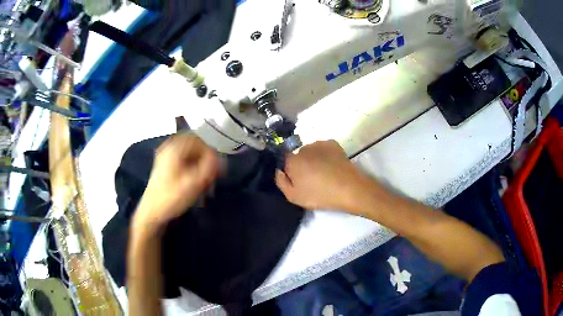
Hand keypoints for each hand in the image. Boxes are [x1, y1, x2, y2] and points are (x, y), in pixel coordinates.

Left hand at [133, 134, 218, 229]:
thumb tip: (220, 158)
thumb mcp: (194, 182)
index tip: (217, 167)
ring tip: (206, 183)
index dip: (211, 151)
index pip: (199, 139)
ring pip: (190, 156)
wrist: (151, 213)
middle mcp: (169, 148)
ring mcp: (166, 158)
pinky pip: (184, 163)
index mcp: (174, 148)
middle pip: (194, 147)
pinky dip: (193, 171)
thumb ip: (209, 167)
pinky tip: (197, 185)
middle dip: (206, 160)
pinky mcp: (165, 168)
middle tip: (213, 176)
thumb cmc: (172, 197)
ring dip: (200, 167)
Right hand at [275, 140, 373, 212]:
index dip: (289, 170)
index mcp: (292, 160)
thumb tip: (278, 170)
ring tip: (324, 173)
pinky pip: (323, 149)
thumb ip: (281, 182)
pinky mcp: (333, 144)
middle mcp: (304, 147)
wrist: (349, 188)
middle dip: (302, 164)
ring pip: (311, 151)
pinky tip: (331, 166)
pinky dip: (325, 155)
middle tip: (311, 179)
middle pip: (298, 155)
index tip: (297, 180)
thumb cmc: (319, 195)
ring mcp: (319, 144)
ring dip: (314, 159)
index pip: (284, 160)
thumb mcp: (294, 197)